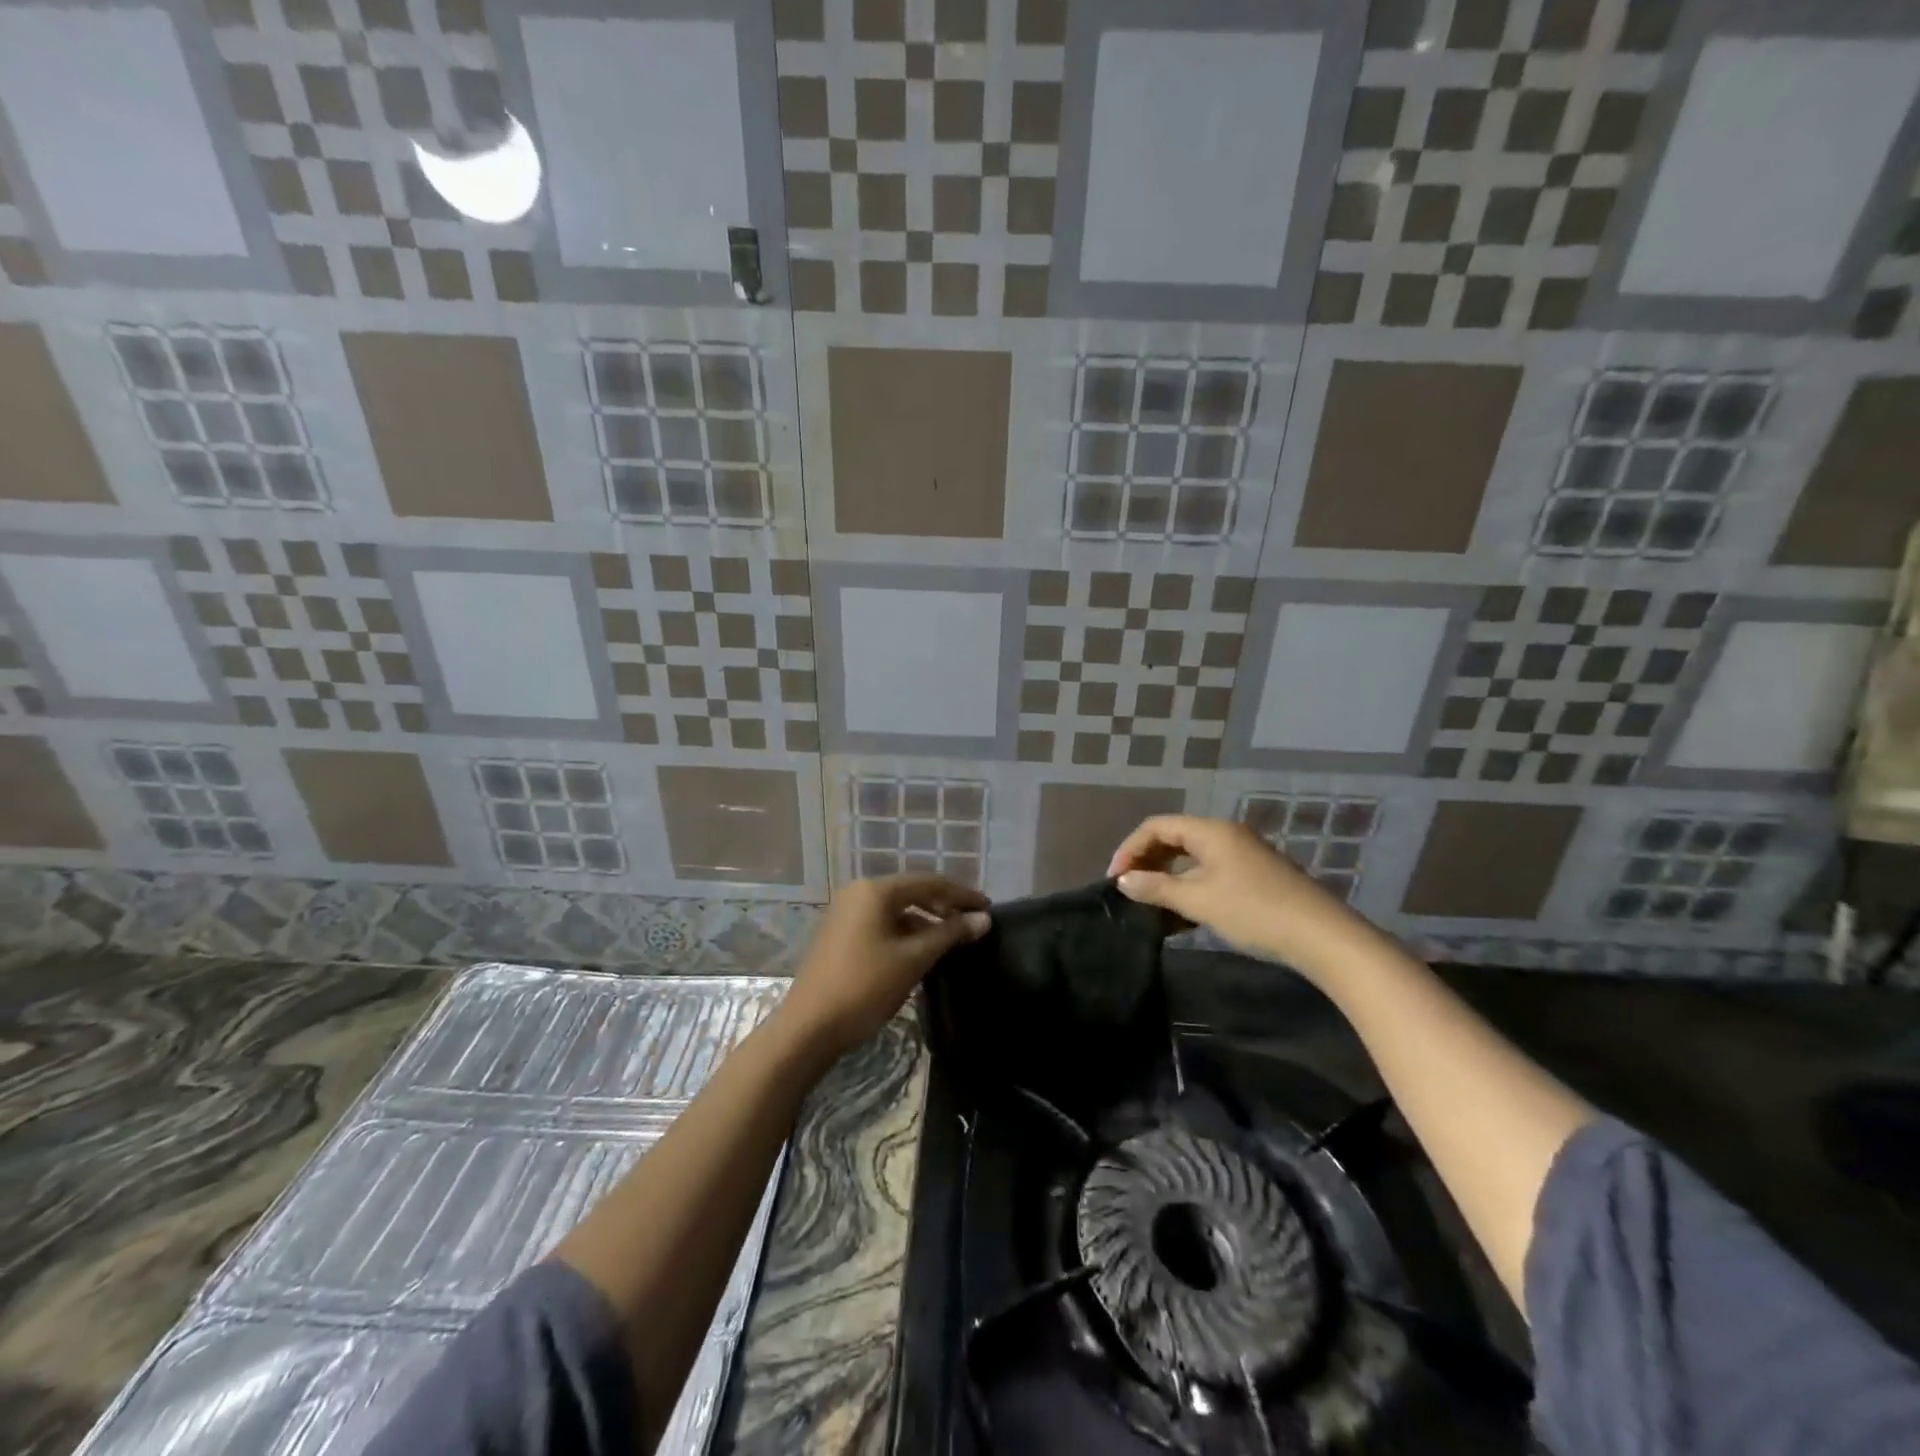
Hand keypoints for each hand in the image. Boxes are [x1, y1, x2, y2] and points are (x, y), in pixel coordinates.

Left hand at [780, 875, 989, 1054]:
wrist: (809, 1027)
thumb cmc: (865, 987)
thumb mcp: (913, 959)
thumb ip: (949, 934)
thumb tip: (983, 919)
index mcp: (875, 890)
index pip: (929, 882)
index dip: (961, 894)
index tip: (988, 908)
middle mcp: (859, 892)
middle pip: (912, 892)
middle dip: (944, 906)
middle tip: (973, 923)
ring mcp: (847, 913)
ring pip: (897, 909)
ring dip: (926, 921)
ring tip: (952, 940)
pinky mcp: (842, 934)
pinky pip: (883, 923)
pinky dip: (906, 932)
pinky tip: (922, 951)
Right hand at [1107, 815, 1362, 971]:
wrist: (1321, 936)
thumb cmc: (1253, 911)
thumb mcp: (1198, 901)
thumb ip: (1157, 888)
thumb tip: (1123, 881)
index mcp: (1211, 831)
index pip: (1156, 826)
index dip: (1130, 849)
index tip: (1115, 879)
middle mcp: (1226, 834)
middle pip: (1174, 837)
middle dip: (1147, 861)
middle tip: (1129, 890)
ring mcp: (1243, 854)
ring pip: (1192, 856)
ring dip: (1167, 876)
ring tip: (1151, 903)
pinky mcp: (1254, 875)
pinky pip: (1209, 870)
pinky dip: (1189, 885)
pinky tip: (1182, 913)